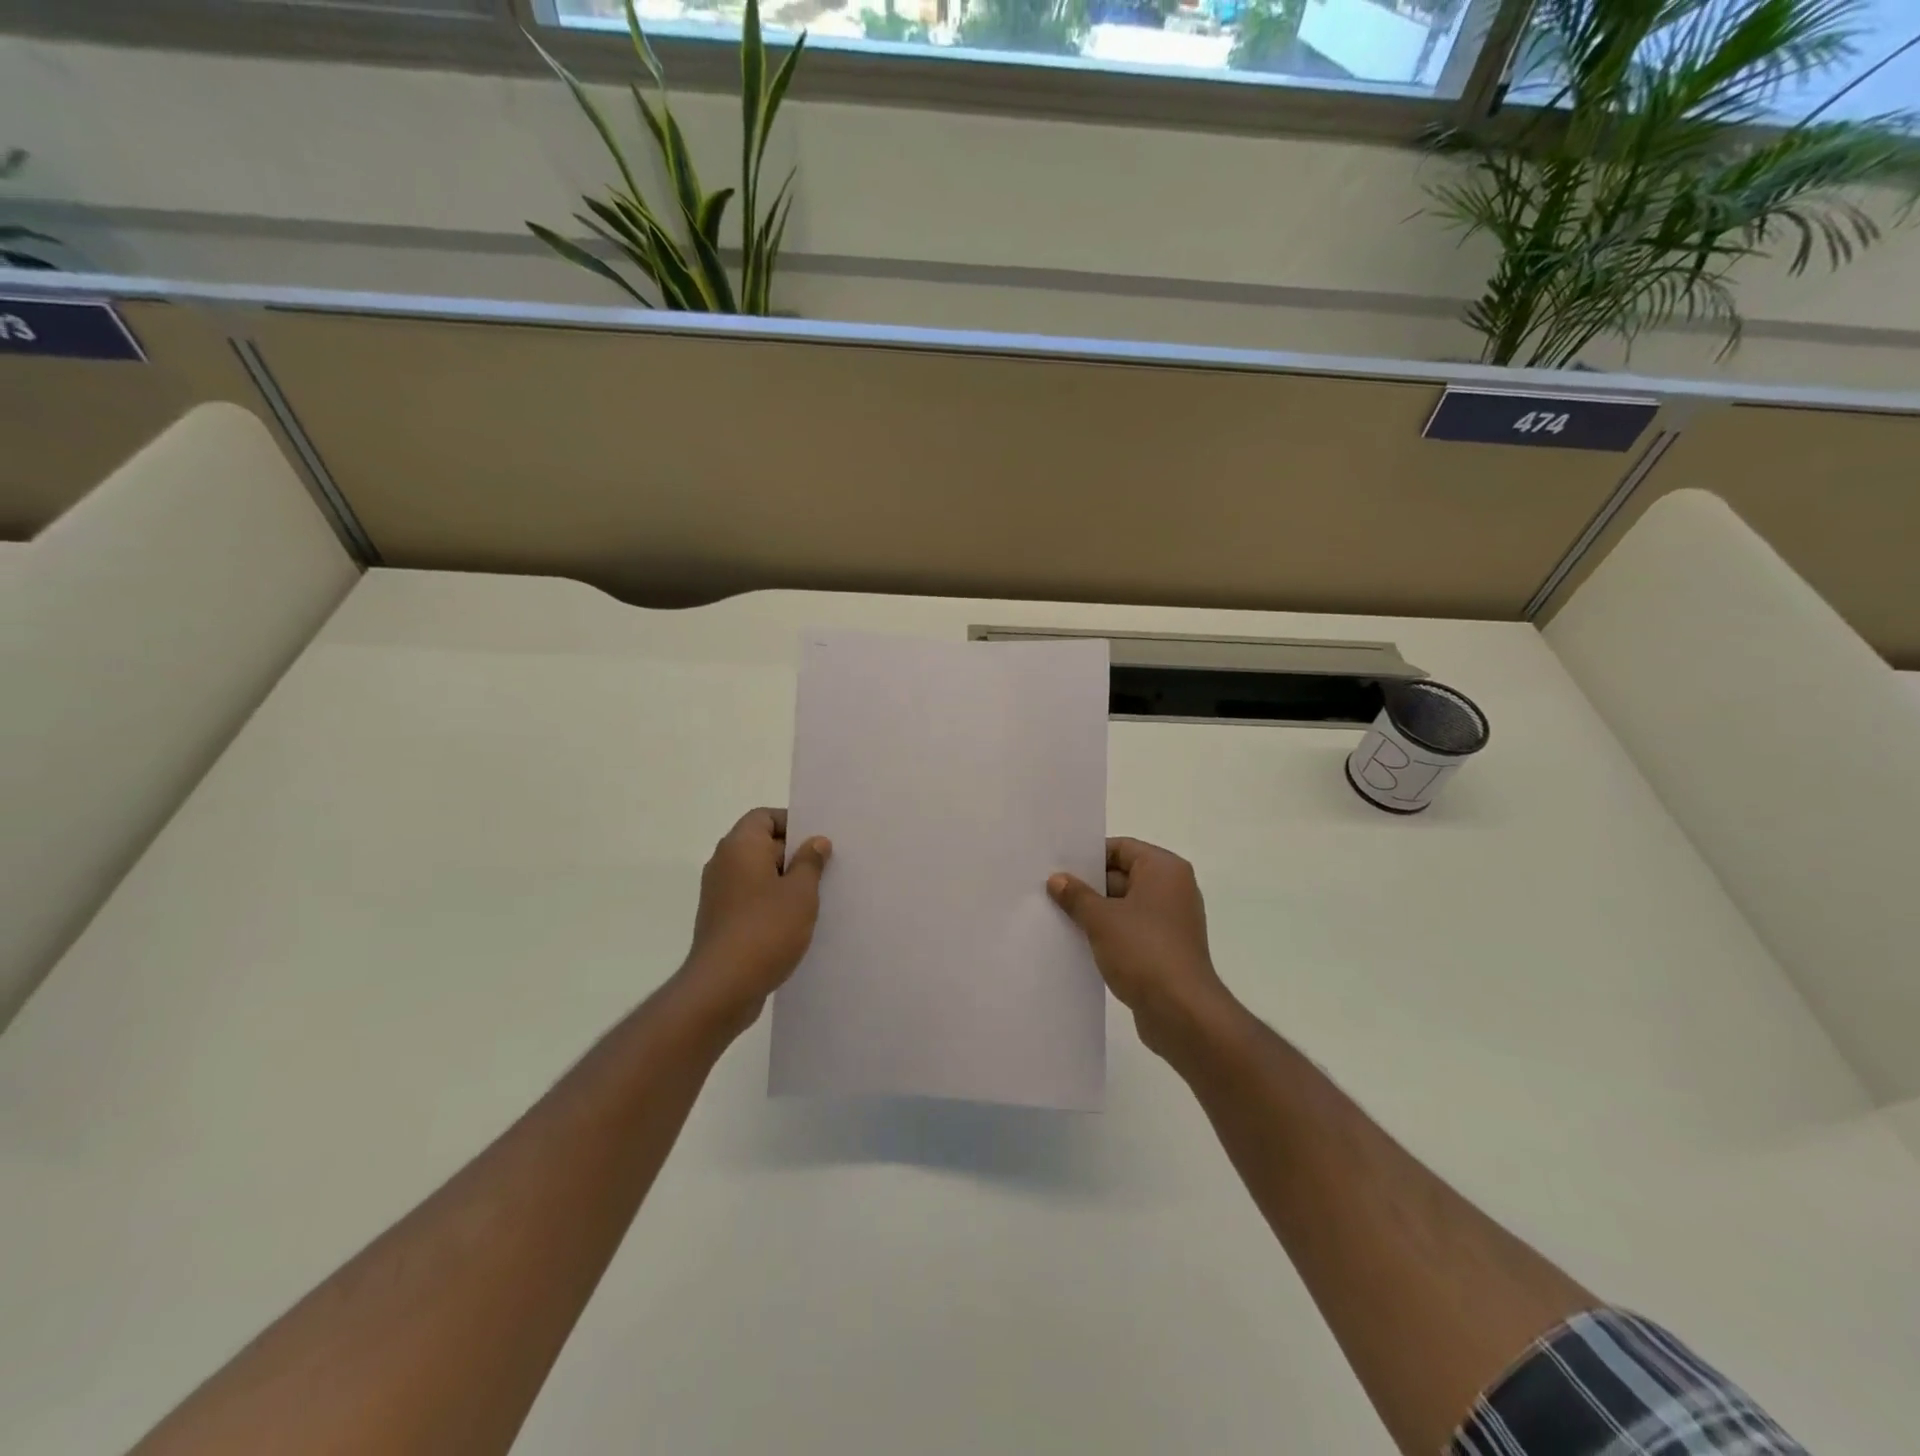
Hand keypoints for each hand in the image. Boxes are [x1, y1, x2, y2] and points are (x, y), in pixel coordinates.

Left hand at [674, 808, 830, 1037]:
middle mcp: (724, 863)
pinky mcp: (721, 920)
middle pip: (762, 844)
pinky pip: (751, 898)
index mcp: (740, 846)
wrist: (723, 986)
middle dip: (794, 854)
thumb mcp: (800, 892)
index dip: (793, 823)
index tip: (818, 842)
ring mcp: (719, 893)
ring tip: (816, 898)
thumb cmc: (766, 929)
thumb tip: (816, 841)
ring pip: (758, 874)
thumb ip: (810, 862)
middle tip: (826, 869)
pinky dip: (771, 903)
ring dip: (785, 882)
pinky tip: (795, 923)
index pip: (764, 817)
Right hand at [1048, 837, 1236, 1060]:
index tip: (1058, 866)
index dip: (1088, 855)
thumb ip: (1076, 895)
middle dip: (1088, 885)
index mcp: (1164, 869)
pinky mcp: (1165, 949)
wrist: (1182, 1012)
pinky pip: (1131, 930)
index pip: (1121, 848)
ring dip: (1096, 912)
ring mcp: (1170, 921)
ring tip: (1058, 916)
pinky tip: (1079, 941)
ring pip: (1124, 905)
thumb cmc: (1143, 951)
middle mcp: (1172, 889)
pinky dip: (1109, 933)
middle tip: (1050, 890)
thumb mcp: (1101, 919)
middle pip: (1122, 875)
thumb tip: (1057, 879)